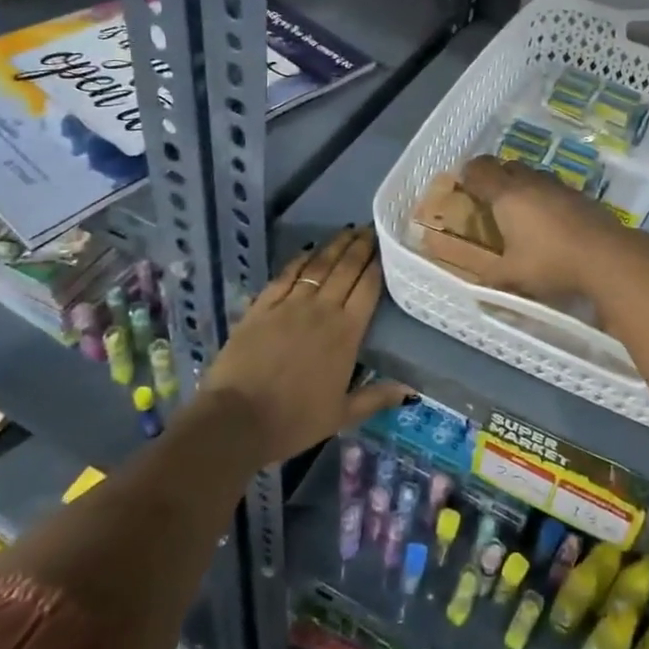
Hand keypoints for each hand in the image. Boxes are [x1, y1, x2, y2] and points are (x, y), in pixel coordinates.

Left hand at [197, 227, 408, 464]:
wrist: (237, 420)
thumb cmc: (294, 420)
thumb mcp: (342, 415)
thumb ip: (376, 396)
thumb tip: (411, 390)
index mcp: (346, 333)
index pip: (368, 288)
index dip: (378, 264)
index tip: (386, 247)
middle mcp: (322, 309)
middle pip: (346, 269)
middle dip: (360, 246)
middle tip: (369, 228)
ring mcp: (290, 304)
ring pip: (318, 265)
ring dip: (334, 246)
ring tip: (346, 231)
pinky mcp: (262, 306)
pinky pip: (285, 275)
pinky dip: (299, 260)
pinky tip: (308, 250)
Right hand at [458, 155, 645, 304]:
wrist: (606, 257)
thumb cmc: (550, 263)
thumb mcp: (513, 276)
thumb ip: (492, 276)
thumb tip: (479, 280)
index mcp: (507, 195)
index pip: (480, 170)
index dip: (468, 175)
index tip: (464, 188)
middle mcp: (532, 183)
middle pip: (508, 166)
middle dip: (497, 178)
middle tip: (492, 201)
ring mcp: (560, 187)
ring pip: (534, 176)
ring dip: (524, 187)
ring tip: (522, 212)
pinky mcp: (582, 196)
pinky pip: (555, 189)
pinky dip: (547, 199)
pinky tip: (551, 223)